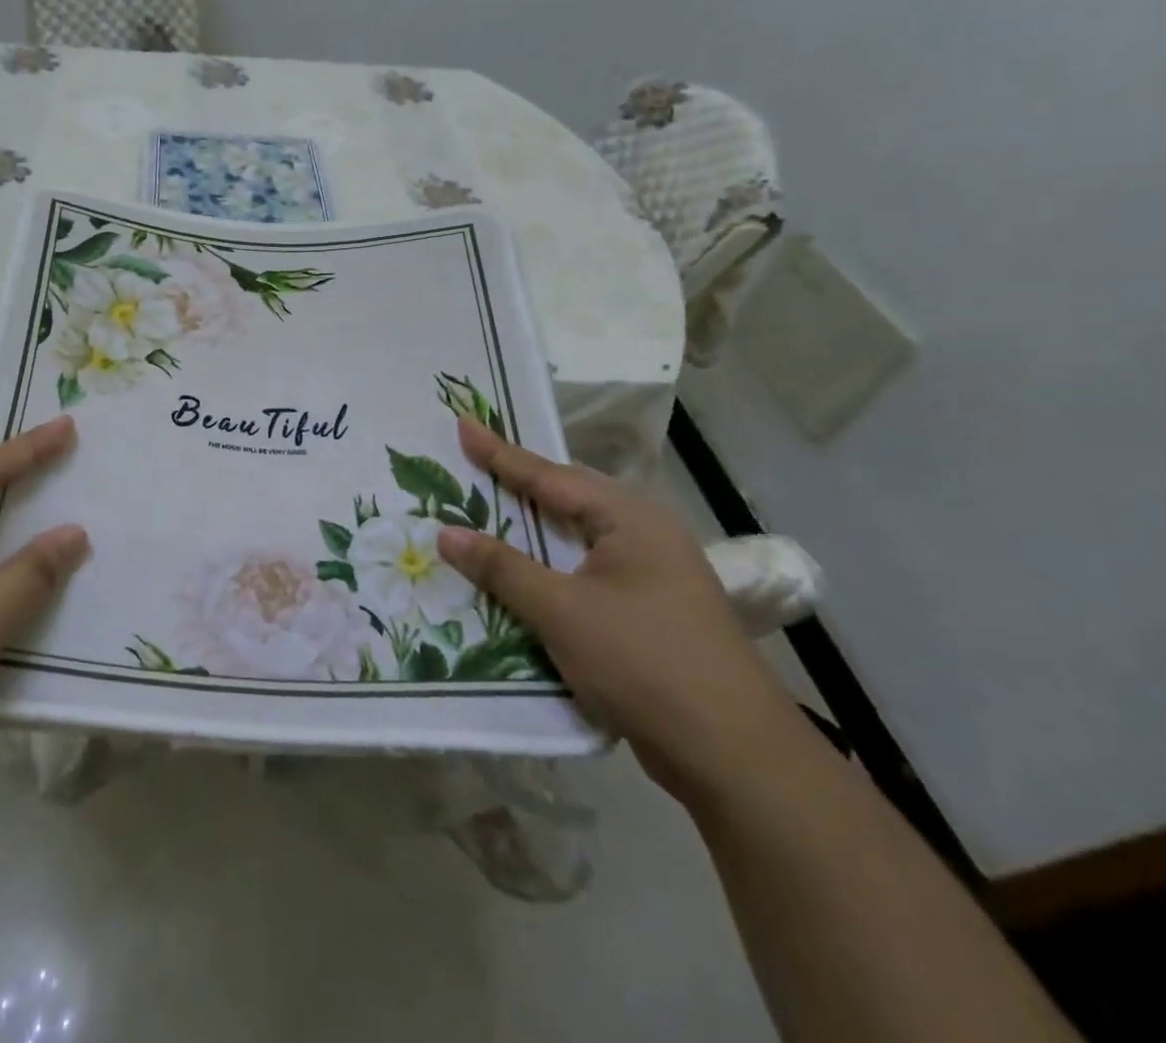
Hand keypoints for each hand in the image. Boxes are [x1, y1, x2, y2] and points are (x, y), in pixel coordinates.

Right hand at [436, 418, 804, 807]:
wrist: (734, 756)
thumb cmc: (644, 662)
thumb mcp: (562, 611)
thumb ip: (502, 567)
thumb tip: (446, 533)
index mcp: (629, 518)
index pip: (549, 475)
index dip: (500, 452)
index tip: (463, 424)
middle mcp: (643, 535)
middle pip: (566, 498)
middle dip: (517, 483)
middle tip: (471, 462)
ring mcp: (650, 575)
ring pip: (575, 538)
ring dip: (530, 529)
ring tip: (485, 510)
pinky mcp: (648, 611)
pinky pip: (583, 572)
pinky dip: (547, 567)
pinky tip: (520, 574)